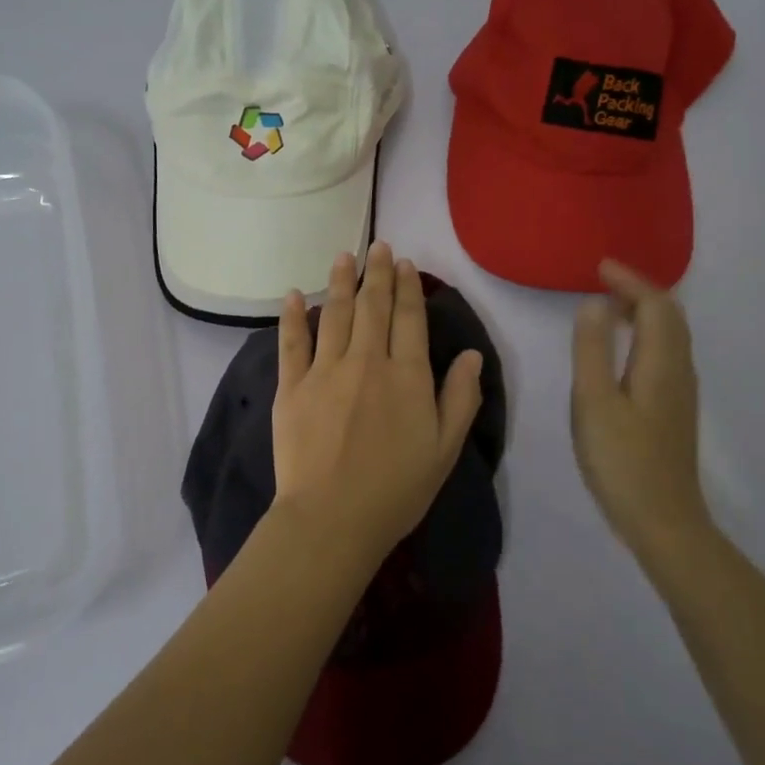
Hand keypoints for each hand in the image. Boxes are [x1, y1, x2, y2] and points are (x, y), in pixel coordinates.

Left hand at [271, 243, 484, 567]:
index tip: (406, 264)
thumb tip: (472, 354)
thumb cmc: (396, 490)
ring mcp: (325, 371)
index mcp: (407, 376)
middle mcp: (367, 361)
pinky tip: (295, 294)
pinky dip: (293, 316)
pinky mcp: (291, 387)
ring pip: (335, 314)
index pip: (409, 319)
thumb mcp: (445, 450)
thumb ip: (460, 399)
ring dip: (341, 281)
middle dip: (378, 273)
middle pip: (373, 306)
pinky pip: (292, 342)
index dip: (409, 288)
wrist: (332, 518)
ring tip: (344, 256)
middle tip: (379, 246)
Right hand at [571, 259, 710, 558]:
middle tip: (602, 281)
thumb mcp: (594, 402)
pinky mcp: (674, 409)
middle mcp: (679, 370)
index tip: (598, 267)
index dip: (630, 280)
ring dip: (644, 312)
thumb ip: (592, 350)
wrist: (662, 520)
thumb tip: (595, 303)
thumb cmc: (622, 460)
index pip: (655, 305)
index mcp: (661, 363)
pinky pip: (665, 354)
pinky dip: (645, 335)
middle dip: (639, 291)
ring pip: (670, 336)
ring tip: (609, 308)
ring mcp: (680, 392)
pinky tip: (622, 351)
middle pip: (670, 316)